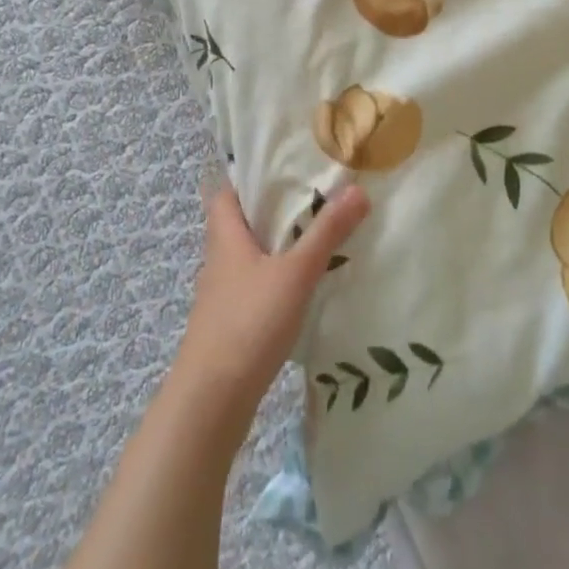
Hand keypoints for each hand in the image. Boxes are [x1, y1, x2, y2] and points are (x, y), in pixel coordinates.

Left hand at [170, 179, 369, 423]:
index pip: (225, 194)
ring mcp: (221, 296)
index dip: (247, 178)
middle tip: (312, 198)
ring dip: (274, 247)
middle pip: (239, 225)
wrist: (211, 400)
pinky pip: (253, 288)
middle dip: (270, 211)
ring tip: (314, 239)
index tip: (281, 167)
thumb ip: (326, 233)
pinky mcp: (229, 326)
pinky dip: (274, 280)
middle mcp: (218, 261)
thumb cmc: (248, 323)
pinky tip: (301, 289)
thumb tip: (357, 189)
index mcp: (226, 238)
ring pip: (247, 258)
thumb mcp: (295, 273)